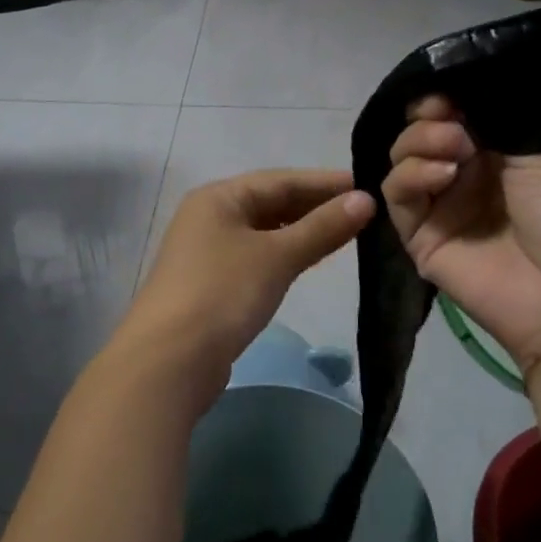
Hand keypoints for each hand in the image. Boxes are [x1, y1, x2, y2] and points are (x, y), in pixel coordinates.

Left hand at [105, 169, 374, 411]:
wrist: (169, 361)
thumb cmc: (222, 294)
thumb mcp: (276, 256)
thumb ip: (321, 228)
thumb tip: (366, 200)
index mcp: (218, 197)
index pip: (281, 180)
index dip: (326, 182)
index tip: (370, 186)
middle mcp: (209, 216)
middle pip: (271, 203)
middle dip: (316, 206)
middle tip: (367, 210)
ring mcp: (208, 252)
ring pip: (265, 231)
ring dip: (303, 231)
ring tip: (349, 232)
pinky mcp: (212, 284)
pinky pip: (258, 257)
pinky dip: (286, 254)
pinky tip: (310, 260)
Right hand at [382, 96, 540, 373]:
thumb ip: (494, 123)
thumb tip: (453, 95)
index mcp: (499, 154)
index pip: (453, 116)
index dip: (443, 99)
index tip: (446, 93)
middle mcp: (464, 176)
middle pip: (420, 133)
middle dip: (429, 119)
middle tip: (453, 125)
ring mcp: (440, 206)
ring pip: (401, 159)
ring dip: (420, 143)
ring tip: (455, 149)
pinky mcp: (418, 236)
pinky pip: (397, 195)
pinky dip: (411, 175)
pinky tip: (443, 175)